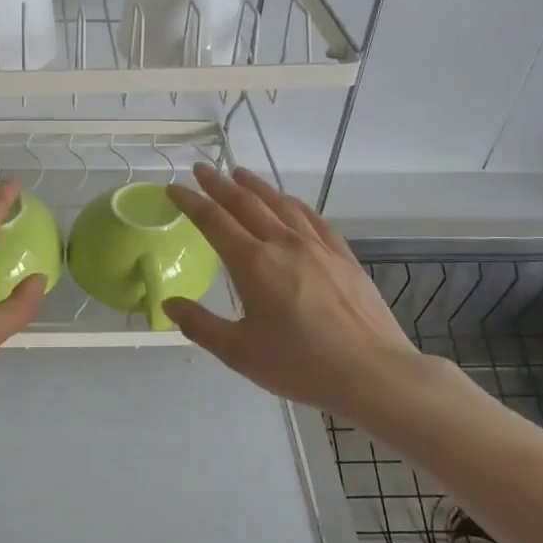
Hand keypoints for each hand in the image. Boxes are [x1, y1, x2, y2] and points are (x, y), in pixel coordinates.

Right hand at [163, 165, 436, 421]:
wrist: (372, 373)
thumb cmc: (299, 365)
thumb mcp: (239, 352)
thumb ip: (200, 325)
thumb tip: (169, 304)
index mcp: (253, 263)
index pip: (213, 221)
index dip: (190, 202)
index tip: (173, 188)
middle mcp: (284, 244)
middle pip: (246, 204)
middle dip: (219, 185)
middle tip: (202, 169)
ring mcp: (318, 247)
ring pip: (281, 204)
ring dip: (256, 187)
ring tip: (240, 174)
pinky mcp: (343, 257)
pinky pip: (313, 219)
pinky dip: (294, 204)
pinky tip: (290, 203)